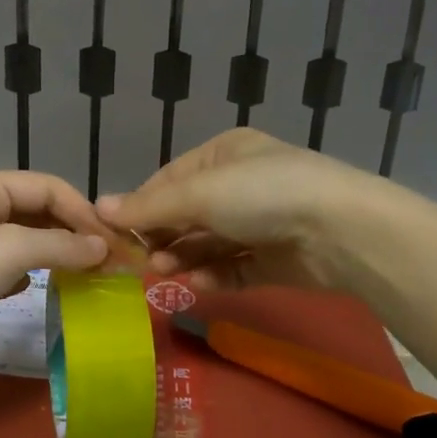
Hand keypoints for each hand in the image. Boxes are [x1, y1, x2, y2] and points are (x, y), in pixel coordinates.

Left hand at [0, 171, 110, 373]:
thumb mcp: (11, 248)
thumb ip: (62, 244)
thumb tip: (104, 249)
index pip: (49, 187)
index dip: (84, 212)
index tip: (115, 244)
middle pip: (41, 212)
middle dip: (76, 233)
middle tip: (111, 262)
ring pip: (30, 241)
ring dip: (61, 254)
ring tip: (91, 275)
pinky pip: (16, 267)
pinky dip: (38, 274)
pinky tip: (52, 288)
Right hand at [98, 129, 384, 292]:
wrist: (340, 231)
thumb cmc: (261, 195)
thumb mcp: (199, 193)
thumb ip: (148, 207)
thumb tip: (96, 208)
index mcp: (224, 155)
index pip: (169, 180)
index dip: (141, 206)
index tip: (114, 233)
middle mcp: (242, 185)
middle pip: (188, 214)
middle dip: (164, 236)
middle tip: (142, 259)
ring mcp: (261, 223)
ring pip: (209, 244)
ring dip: (185, 256)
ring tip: (166, 271)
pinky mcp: (275, 259)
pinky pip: (234, 268)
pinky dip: (213, 275)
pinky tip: (196, 282)